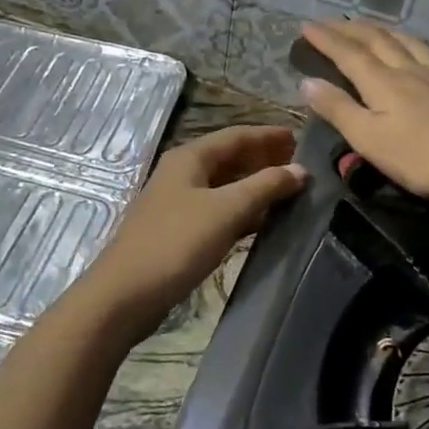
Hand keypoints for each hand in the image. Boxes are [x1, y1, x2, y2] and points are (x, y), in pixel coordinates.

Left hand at [87, 125, 306, 324]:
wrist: (126, 293)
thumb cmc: (177, 243)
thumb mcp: (227, 210)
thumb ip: (265, 186)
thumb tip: (301, 169)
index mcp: (190, 157)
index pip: (236, 135)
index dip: (269, 135)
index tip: (302, 139)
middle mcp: (182, 173)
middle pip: (229, 158)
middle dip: (263, 159)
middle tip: (299, 167)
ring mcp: (177, 202)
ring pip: (224, 185)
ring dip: (254, 186)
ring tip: (289, 193)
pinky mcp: (178, 230)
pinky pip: (217, 210)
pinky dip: (241, 211)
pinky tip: (262, 222)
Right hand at [297, 19, 428, 207]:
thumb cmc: (421, 156)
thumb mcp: (369, 139)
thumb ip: (338, 109)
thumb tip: (307, 82)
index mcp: (382, 82)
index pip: (347, 54)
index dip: (326, 39)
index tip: (306, 25)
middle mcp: (409, 69)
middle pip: (377, 40)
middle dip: (351, 29)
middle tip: (332, 21)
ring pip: (408, 42)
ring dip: (385, 30)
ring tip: (373, 27)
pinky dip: (418, 44)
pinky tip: (423, 49)